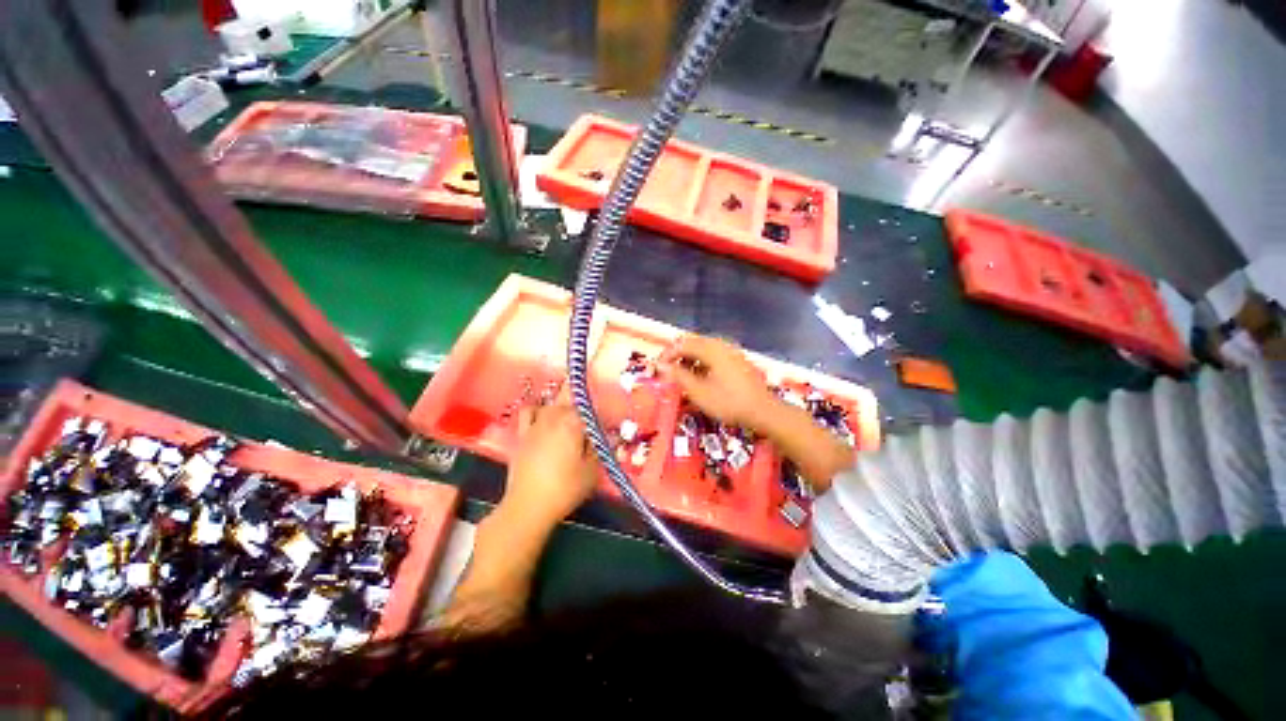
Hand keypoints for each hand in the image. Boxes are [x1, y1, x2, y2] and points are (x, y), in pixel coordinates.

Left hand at [502, 391, 598, 528]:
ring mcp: (535, 423)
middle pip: (569, 397)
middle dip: (581, 403)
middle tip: (589, 419)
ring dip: (563, 405)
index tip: (604, 422)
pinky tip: (544, 420)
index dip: (598, 410)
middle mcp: (554, 416)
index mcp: (573, 422)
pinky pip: (530, 411)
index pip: (589, 405)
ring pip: (552, 402)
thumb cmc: (565, 488)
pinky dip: (538, 411)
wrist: (527, 507)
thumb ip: (599, 447)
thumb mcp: (592, 470)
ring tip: (570, 419)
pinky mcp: (521, 434)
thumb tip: (603, 434)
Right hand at [658, 335, 777, 429]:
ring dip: (689, 358)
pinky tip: (700, 376)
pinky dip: (702, 362)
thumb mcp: (699, 392)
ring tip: (682, 375)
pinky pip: (714, 354)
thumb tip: (661, 365)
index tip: (658, 368)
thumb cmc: (729, 402)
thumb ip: (679, 376)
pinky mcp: (737, 360)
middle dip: (678, 355)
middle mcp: (721, 344)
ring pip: (703, 348)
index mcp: (711, 349)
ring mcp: (731, 351)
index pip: (682, 344)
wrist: (763, 411)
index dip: (667, 355)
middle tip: (668, 371)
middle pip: (693, 342)